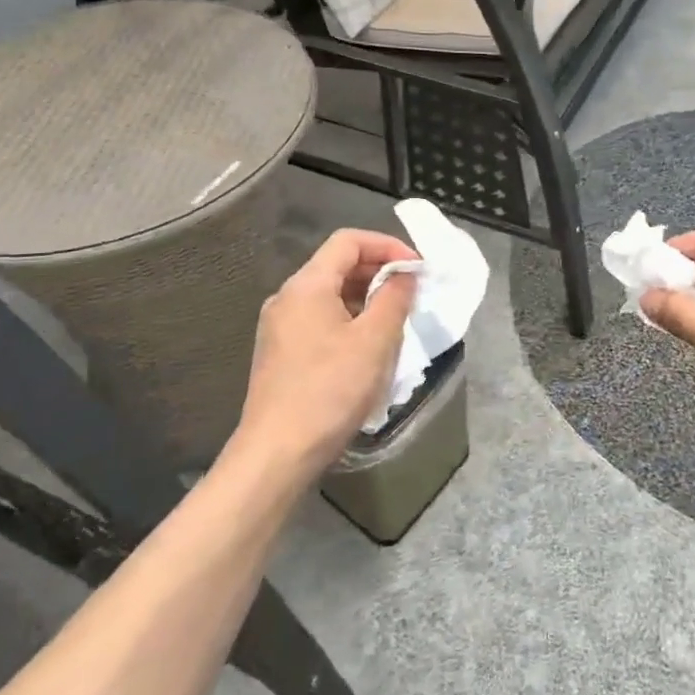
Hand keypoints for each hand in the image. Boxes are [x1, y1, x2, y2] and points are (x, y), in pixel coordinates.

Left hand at [231, 228, 418, 480]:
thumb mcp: (375, 341)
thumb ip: (394, 298)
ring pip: (330, 294)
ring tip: (396, 320)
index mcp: (307, 285)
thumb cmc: (330, 390)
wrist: (277, 453)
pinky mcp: (280, 352)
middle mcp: (287, 297)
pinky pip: (320, 319)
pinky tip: (368, 347)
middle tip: (412, 293)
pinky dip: (349, 319)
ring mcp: (280, 326)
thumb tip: (405, 275)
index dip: (387, 245)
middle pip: (338, 265)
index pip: (349, 241)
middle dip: (379, 272)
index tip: (417, 268)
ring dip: (366, 298)